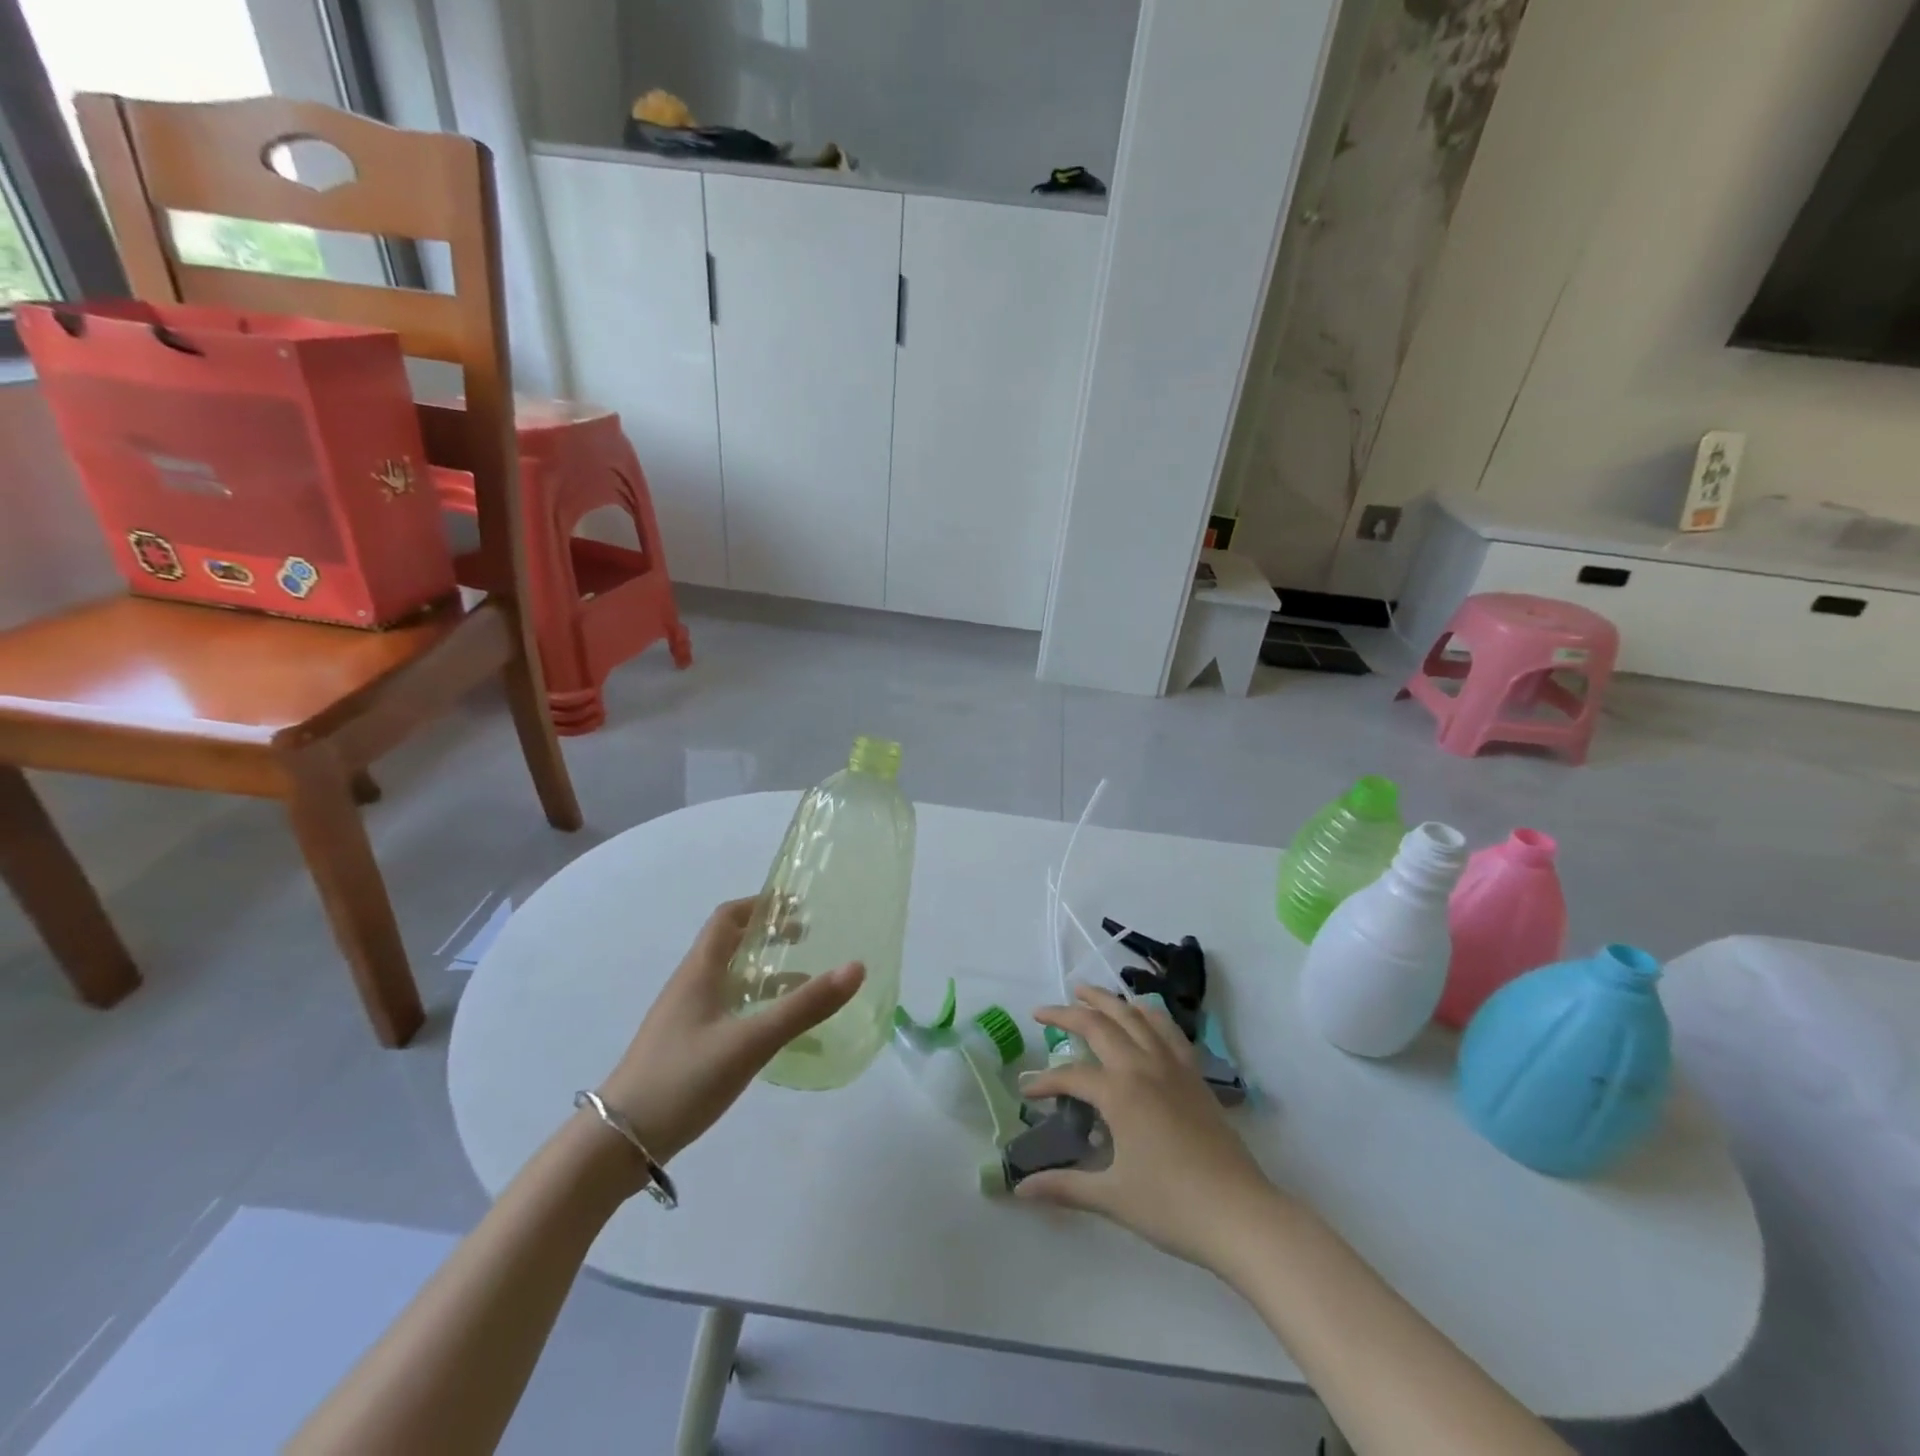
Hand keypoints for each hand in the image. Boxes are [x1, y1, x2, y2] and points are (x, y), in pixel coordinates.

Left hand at [597, 898, 864, 1164]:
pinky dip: (757, 1004)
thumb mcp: (750, 1041)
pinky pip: (728, 1009)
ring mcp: (686, 1017)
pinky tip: (777, 1029)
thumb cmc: (683, 1078)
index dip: (761, 905)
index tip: (797, 904)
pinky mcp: (688, 1046)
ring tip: (805, 980)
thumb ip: (804, 1006)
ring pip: (731, 979)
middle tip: (808, 937)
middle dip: (769, 936)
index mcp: (699, 971)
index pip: (727, 917)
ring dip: (765, 972)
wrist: (618, 1143)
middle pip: (730, 944)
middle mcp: (691, 986)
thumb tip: (856, 967)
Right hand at [1019, 985, 1279, 1270]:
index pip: (1071, 1076)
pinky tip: (1140, 1014)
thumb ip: (1064, 1187)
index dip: (1044, 1082)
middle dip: (1067, 1014)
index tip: (1026, 1091)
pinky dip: (1148, 1013)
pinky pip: (1167, 1029)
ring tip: (1085, 992)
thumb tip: (1021, 1190)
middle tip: (1043, 1011)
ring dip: (1107, 1000)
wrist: (1240, 1215)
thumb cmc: (1172, 1207)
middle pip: (1099, 1025)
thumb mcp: (1112, 1198)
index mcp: (1120, 1093)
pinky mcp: (1194, 1074)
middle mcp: (1143, 1066)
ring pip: (1135, 1016)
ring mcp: (1173, 1066)